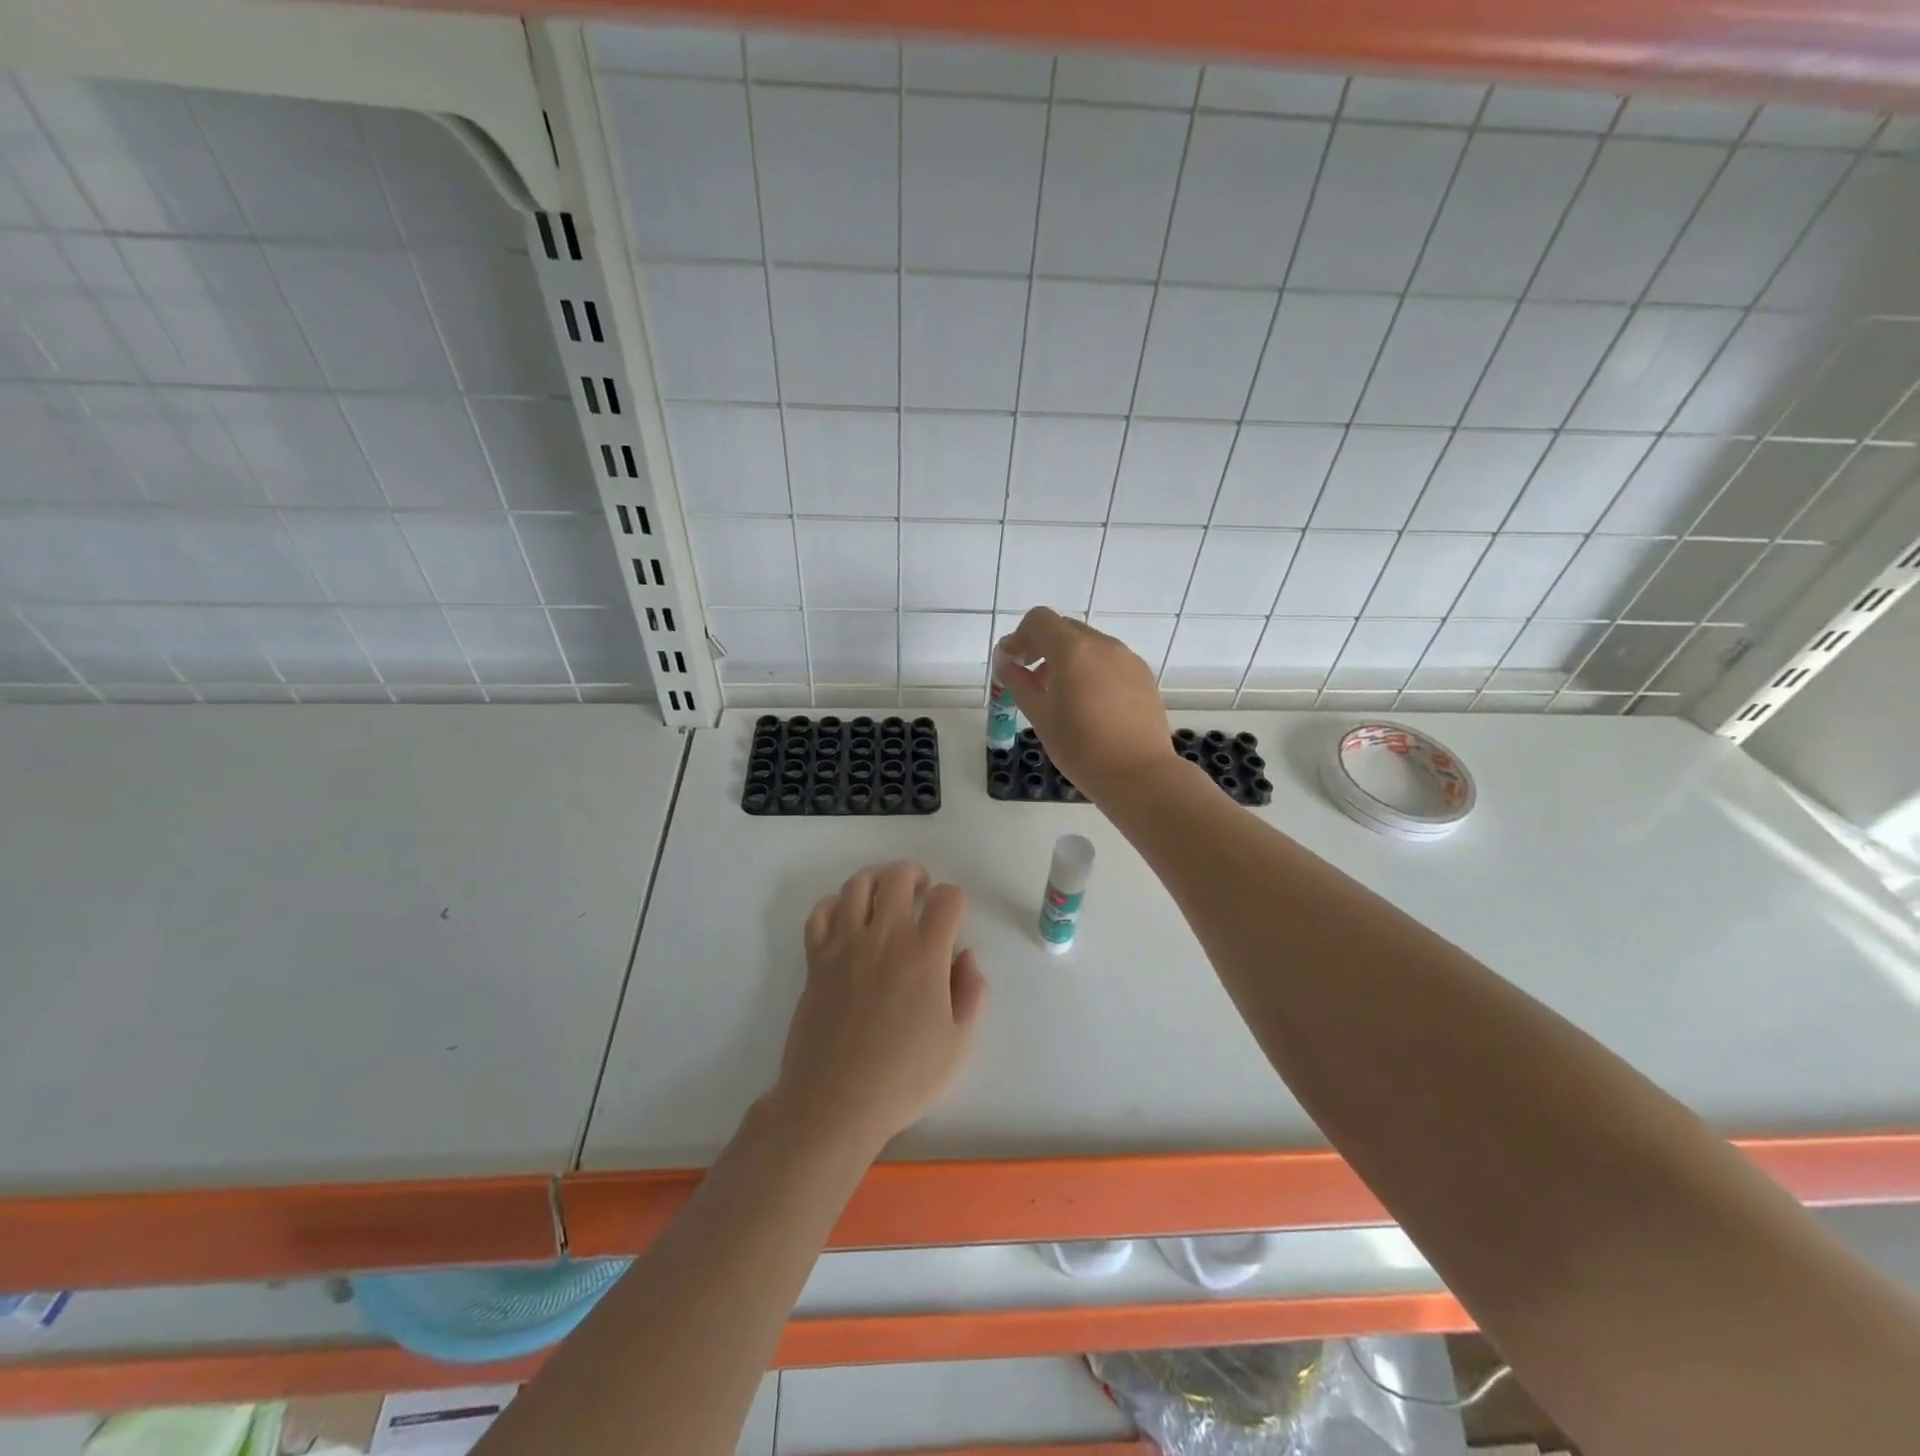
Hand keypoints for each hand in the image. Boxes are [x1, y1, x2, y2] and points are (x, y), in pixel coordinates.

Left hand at [772, 861, 987, 1156]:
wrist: (834, 1102)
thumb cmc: (903, 1078)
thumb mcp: (959, 1045)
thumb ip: (972, 993)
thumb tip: (965, 956)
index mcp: (924, 955)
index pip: (946, 898)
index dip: (954, 900)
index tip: (953, 918)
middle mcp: (884, 937)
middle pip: (898, 876)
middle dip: (915, 875)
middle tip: (921, 892)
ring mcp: (845, 945)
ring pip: (857, 885)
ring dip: (876, 880)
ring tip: (885, 897)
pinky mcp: (816, 959)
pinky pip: (820, 912)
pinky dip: (834, 905)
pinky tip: (846, 920)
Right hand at [997, 606, 1176, 803]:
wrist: (1139, 775)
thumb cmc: (1081, 748)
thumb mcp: (1040, 716)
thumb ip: (1019, 683)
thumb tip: (1005, 663)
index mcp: (1073, 650)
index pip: (1039, 620)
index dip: (1019, 637)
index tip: (1012, 663)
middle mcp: (1103, 644)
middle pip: (1064, 629)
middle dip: (1042, 647)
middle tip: (1031, 680)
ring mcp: (1127, 658)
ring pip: (1089, 644)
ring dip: (1067, 659)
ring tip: (1060, 696)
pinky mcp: (1143, 675)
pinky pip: (1109, 660)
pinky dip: (1091, 669)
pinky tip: (1089, 704)